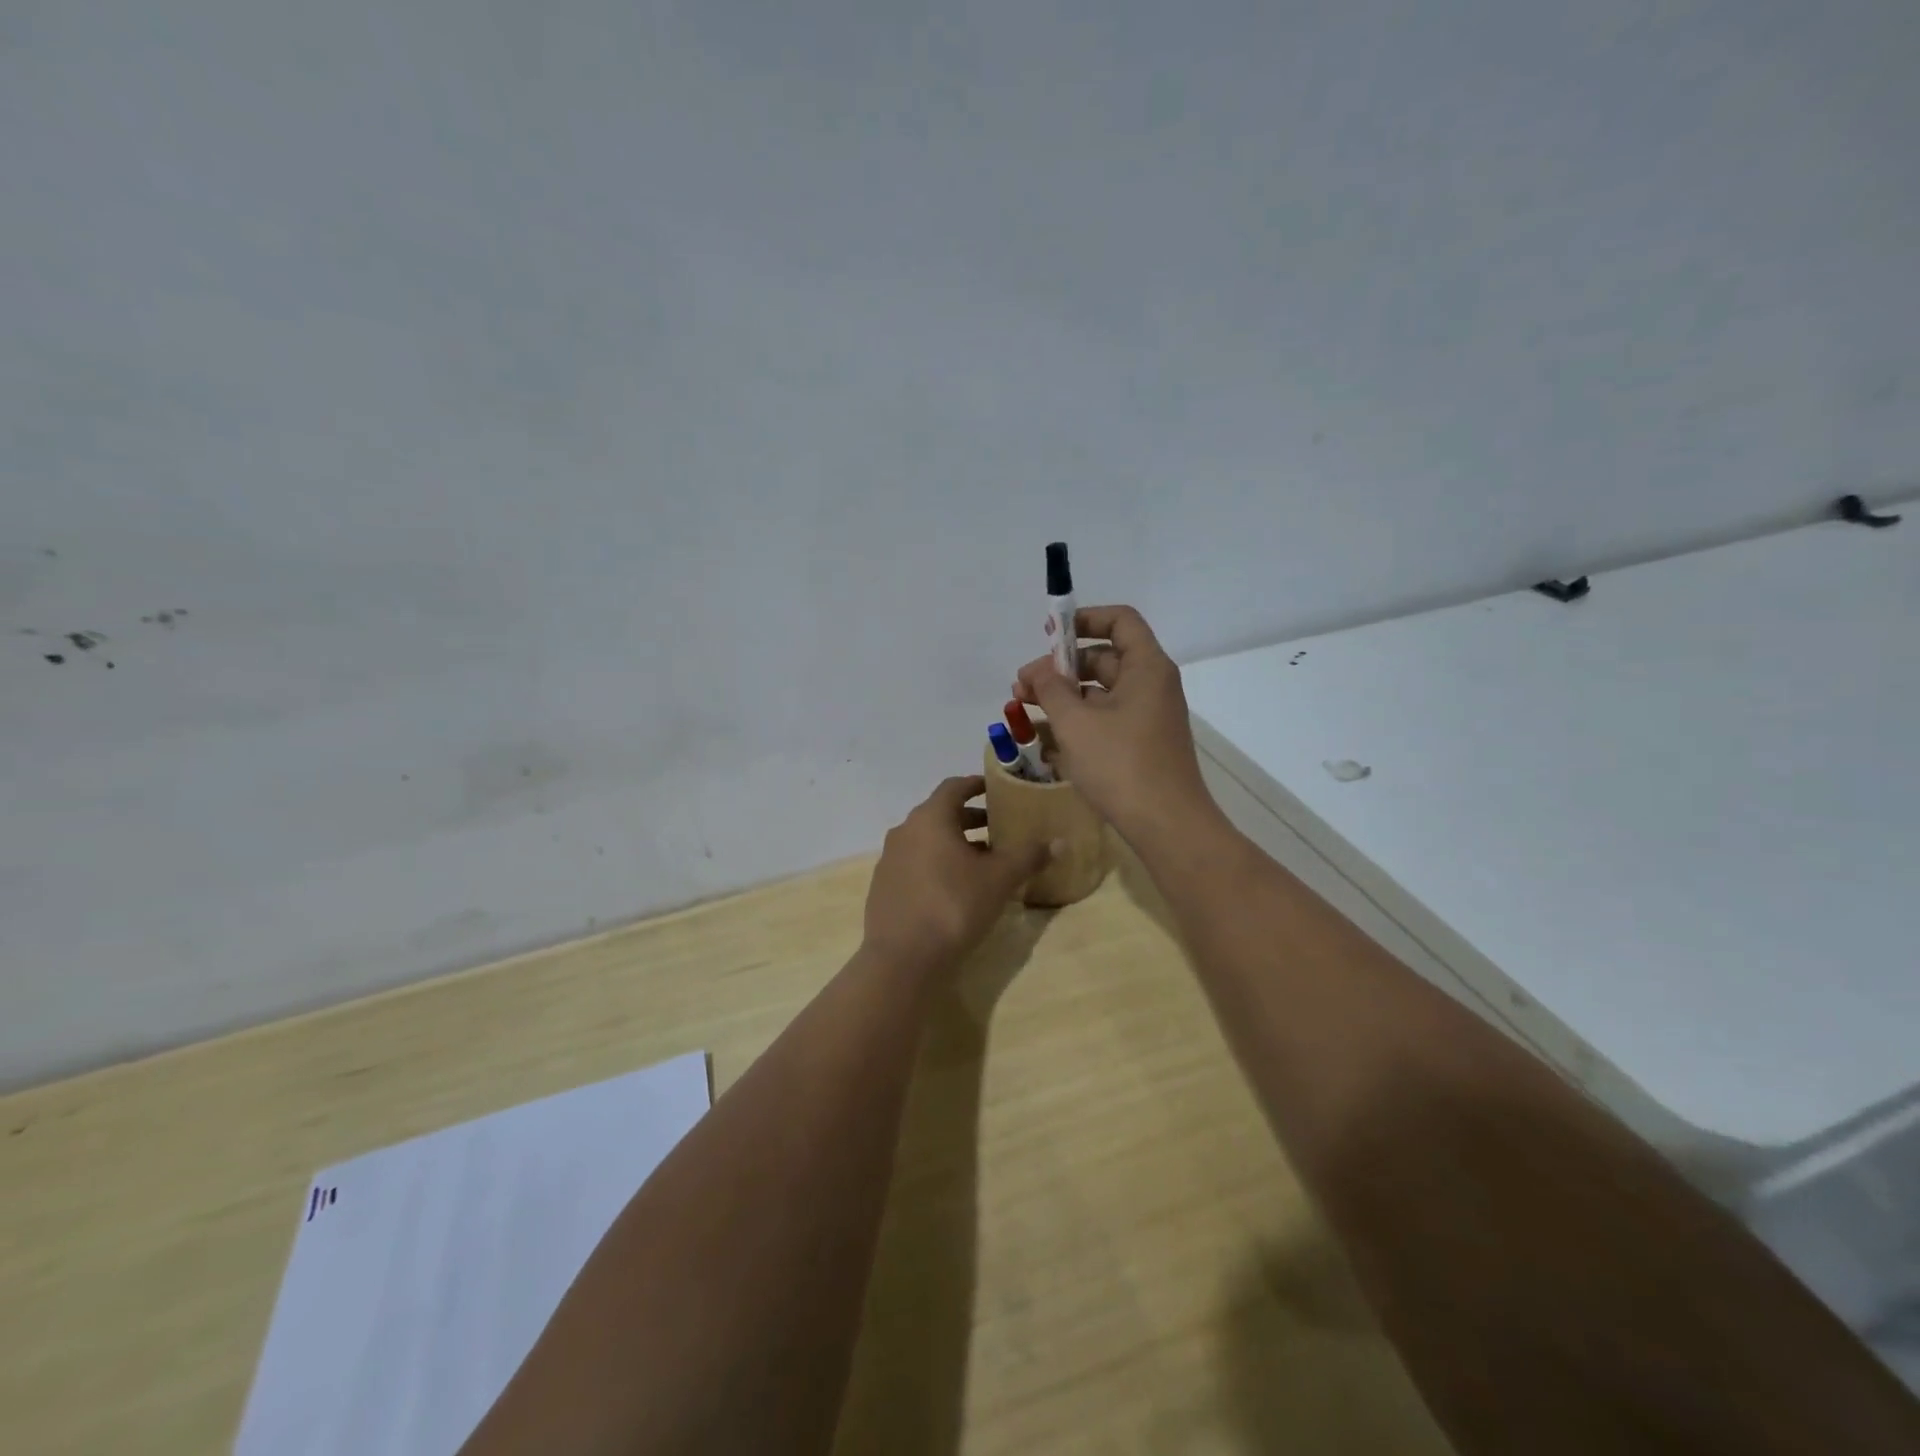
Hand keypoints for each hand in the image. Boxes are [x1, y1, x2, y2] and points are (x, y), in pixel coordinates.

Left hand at [862, 776, 1050, 971]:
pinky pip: (916, 863)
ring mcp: (890, 859)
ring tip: (984, 862)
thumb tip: (1058, 842)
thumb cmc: (953, 906)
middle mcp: (905, 831)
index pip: (954, 787)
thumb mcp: (999, 880)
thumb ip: (1028, 857)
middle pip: (941, 814)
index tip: (996, 789)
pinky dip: (937, 865)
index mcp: (930, 818)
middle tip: (999, 830)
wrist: (902, 959)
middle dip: (971, 819)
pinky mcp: (884, 887)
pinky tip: (956, 889)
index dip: (977, 785)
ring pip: (928, 841)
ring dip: (955, 844)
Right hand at [1013, 605, 1216, 843]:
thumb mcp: (1076, 723)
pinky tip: (1046, 741)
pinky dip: (1077, 724)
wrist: (1166, 825)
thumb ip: (1052, 689)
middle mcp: (1151, 686)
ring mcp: (1147, 717)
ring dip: (1063, 699)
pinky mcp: (1141, 745)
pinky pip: (1105, 721)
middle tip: (1020, 688)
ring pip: (1100, 694)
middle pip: (1103, 659)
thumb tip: (1039, 671)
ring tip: (1023, 713)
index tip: (1049, 635)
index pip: (1119, 621)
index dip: (1084, 619)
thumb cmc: (1121, 765)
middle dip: (1059, 669)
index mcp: (1146, 668)